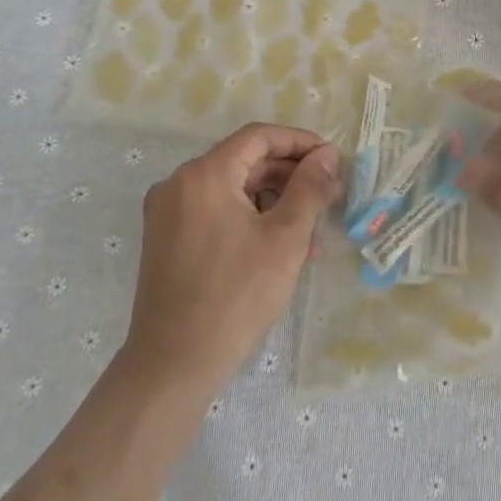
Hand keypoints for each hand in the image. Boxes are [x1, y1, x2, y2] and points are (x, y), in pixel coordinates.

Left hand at [120, 124, 339, 395]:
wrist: (174, 363)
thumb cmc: (237, 294)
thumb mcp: (285, 237)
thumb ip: (309, 188)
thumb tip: (327, 154)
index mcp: (204, 175)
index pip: (259, 137)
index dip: (300, 142)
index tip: (332, 160)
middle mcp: (179, 185)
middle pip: (245, 161)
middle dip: (290, 174)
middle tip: (329, 194)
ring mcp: (169, 214)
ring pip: (233, 189)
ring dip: (275, 199)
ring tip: (312, 228)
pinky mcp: (167, 240)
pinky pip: (217, 212)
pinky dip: (251, 218)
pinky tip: (281, 246)